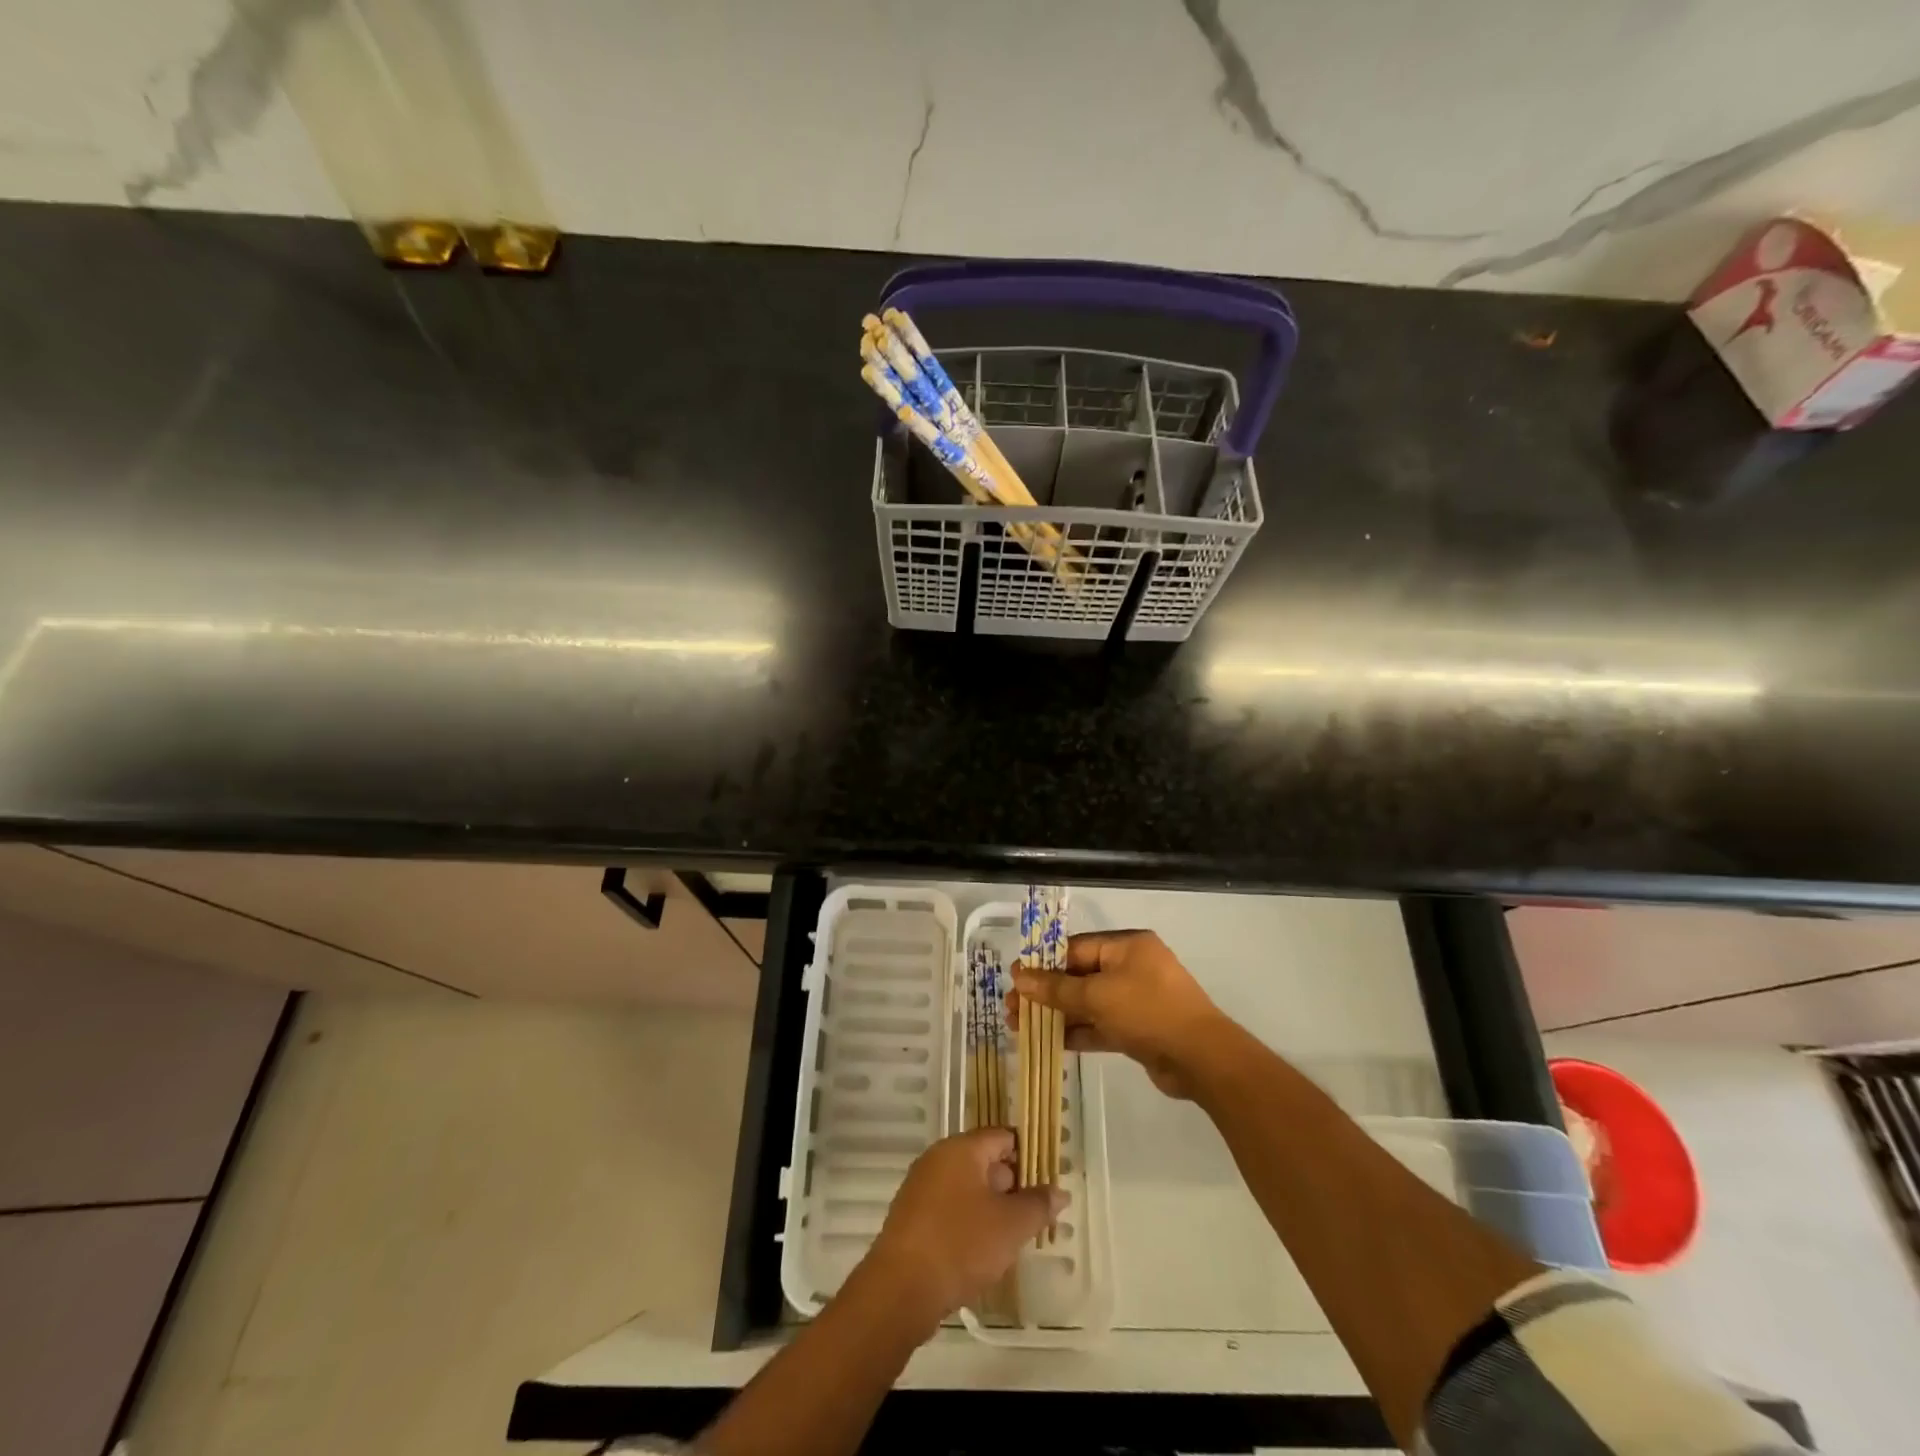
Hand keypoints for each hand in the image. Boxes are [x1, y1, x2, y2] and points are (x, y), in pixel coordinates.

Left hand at [862, 1128, 1064, 1327]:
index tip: (1048, 1180)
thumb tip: (1060, 1191)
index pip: (1003, 1136)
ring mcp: (921, 1187)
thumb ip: (1038, 1205)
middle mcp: (938, 1159)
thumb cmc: (960, 1245)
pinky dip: (969, 1221)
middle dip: (1012, 1184)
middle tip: (1036, 1212)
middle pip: (985, 1160)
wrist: (900, 1289)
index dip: (1029, 1155)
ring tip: (1015, 1235)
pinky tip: (983, 1250)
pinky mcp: (912, 1217)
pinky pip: (950, 1208)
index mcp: (961, 1149)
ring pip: (967, 1187)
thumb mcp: (1010, 1226)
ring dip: (991, 1206)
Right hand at [1009, 929, 1226, 1099]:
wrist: (1202, 1059)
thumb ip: (1056, 988)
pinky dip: (1078, 1031)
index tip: (1014, 978)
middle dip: (1045, 993)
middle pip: (1079, 975)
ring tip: (1020, 1028)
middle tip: (1011, 1008)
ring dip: (1057, 1014)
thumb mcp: (1097, 995)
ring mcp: (1137, 999)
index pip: (1075, 948)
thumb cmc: (1148, 1011)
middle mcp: (1131, 967)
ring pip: (1088, 1003)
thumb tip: (1019, 976)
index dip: (1043, 963)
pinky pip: (1101, 1024)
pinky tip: (1049, 1042)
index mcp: (1126, 946)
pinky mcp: (1139, 1029)